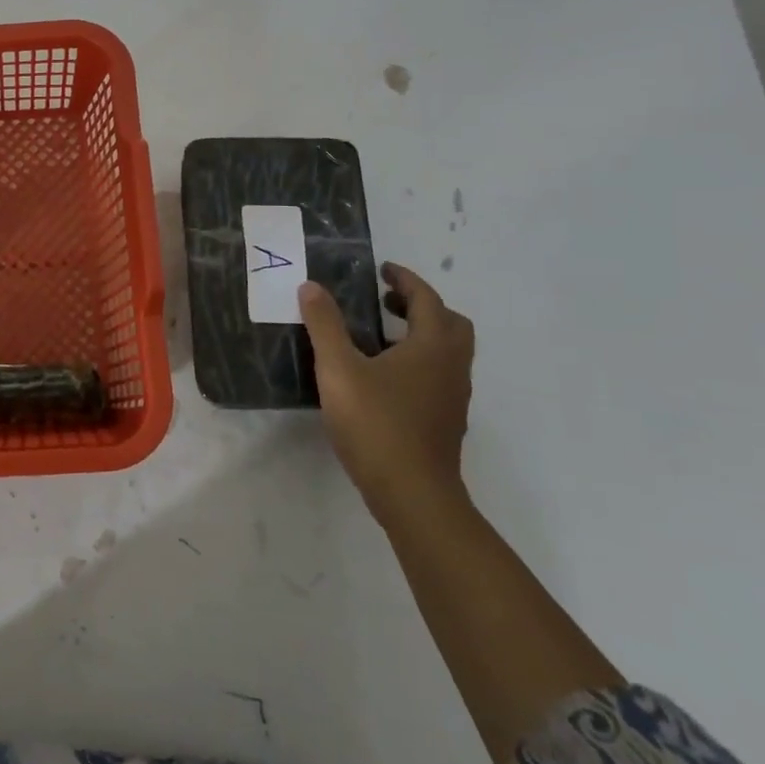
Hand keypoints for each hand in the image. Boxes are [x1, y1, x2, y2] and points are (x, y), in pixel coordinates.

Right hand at [299, 262, 474, 527]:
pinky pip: (437, 376)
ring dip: (419, 335)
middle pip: (449, 324)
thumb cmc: (376, 423)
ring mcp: (452, 397)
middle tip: (384, 302)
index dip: (405, 280)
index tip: (382, 270)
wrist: (412, 493)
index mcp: (432, 346)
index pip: (427, 299)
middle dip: (419, 306)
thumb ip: (325, 325)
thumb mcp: (338, 369)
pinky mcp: (444, 421)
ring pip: (446, 352)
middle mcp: (451, 367)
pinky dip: (417, 362)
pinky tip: (382, 378)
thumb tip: (312, 287)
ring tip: (378, 337)